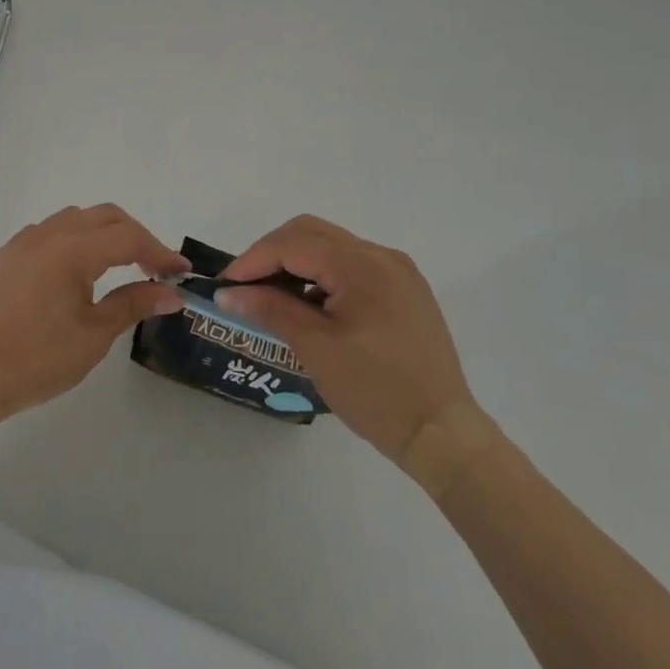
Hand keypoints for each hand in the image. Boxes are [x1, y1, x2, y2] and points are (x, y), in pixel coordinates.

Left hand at [0, 204, 188, 422]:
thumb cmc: (36, 359)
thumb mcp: (93, 336)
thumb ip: (133, 304)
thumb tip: (171, 293)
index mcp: (72, 249)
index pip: (128, 237)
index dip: (159, 251)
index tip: (181, 272)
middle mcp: (47, 234)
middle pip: (104, 216)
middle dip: (135, 236)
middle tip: (154, 268)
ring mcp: (21, 242)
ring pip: (74, 219)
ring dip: (103, 234)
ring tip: (118, 266)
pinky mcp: (4, 257)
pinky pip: (47, 234)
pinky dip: (73, 241)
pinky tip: (74, 273)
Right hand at [218, 216, 485, 476]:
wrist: (444, 435)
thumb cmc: (375, 391)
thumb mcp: (315, 348)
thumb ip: (270, 308)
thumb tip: (227, 292)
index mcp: (361, 264)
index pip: (293, 243)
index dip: (253, 260)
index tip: (225, 286)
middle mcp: (381, 255)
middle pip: (311, 233)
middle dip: (272, 254)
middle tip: (245, 287)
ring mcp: (397, 271)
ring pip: (331, 247)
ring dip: (297, 264)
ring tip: (272, 299)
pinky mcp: (405, 290)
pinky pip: (352, 267)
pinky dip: (323, 277)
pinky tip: (309, 307)